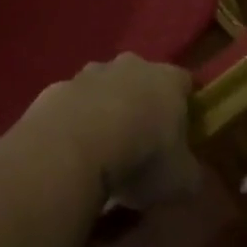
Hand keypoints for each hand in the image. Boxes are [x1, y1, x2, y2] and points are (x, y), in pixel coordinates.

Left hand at [19, 53, 199, 209]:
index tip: (183, 131)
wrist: (72, 147)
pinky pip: (72, 104)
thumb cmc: (140, 158)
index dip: (185, 106)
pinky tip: (71, 151)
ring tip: (103, 148)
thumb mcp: (181, 180)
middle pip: (141, 78)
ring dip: (105, 108)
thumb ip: (190, 174)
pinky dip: (74, 121)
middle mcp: (130, 66)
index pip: (184, 83)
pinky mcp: (56, 88)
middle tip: (141, 140)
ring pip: (103, 87)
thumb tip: (190, 177)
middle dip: (142, 102)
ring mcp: (89, 73)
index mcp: (168, 80)